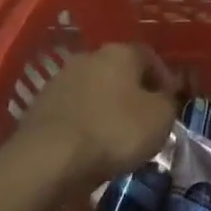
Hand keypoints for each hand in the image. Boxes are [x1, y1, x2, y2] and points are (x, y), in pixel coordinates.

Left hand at [12, 44, 178, 193]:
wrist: (48, 158)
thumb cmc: (114, 131)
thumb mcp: (160, 118)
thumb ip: (168, 102)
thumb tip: (162, 99)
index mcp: (121, 52)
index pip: (150, 56)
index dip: (164, 79)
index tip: (171, 103)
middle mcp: (89, 56)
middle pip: (120, 71)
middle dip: (133, 91)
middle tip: (145, 119)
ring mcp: (61, 79)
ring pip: (95, 89)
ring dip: (107, 106)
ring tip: (117, 135)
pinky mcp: (40, 104)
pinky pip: (74, 109)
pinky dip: (85, 121)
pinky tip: (90, 144)